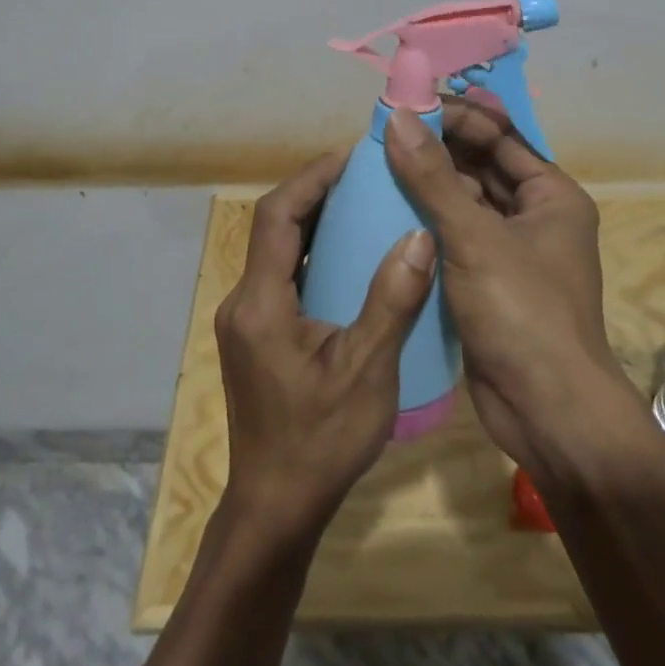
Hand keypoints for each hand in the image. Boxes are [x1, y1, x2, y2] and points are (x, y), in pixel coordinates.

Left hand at [214, 149, 437, 546]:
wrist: (276, 508)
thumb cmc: (320, 441)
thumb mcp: (367, 371)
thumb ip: (391, 301)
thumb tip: (419, 235)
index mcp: (261, 303)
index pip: (276, 216)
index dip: (310, 178)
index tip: (350, 157)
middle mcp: (244, 302)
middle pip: (274, 228)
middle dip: (315, 194)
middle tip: (365, 176)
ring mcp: (247, 321)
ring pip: (278, 252)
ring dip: (315, 223)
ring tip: (363, 205)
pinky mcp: (257, 337)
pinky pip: (284, 277)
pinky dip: (314, 256)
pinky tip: (350, 259)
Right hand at [384, 101, 641, 479]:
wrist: (546, 410)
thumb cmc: (522, 311)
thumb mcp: (475, 237)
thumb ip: (433, 177)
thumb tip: (399, 117)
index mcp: (551, 195)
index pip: (500, 136)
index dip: (456, 116)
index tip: (408, 104)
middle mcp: (534, 216)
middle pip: (481, 166)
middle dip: (437, 148)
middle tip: (384, 133)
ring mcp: (511, 251)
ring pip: (464, 203)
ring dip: (428, 185)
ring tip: (377, 165)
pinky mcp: (488, 281)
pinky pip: (455, 237)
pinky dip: (427, 223)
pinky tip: (386, 212)